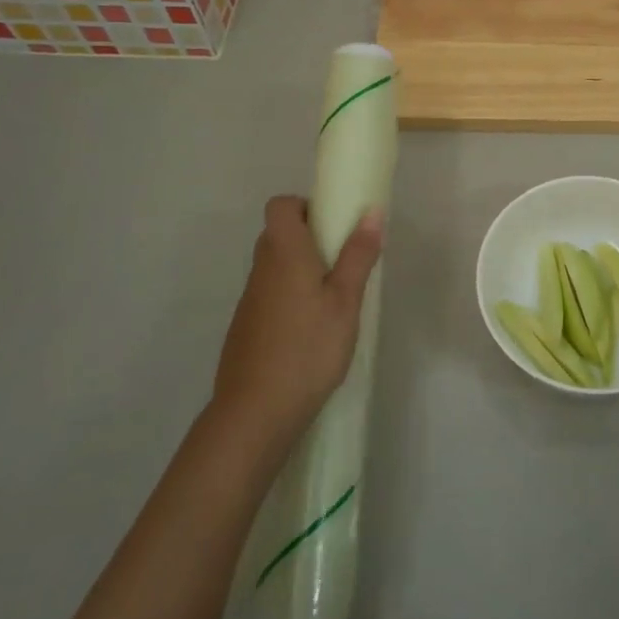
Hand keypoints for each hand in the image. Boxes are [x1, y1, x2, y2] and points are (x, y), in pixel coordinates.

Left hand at [213, 197, 382, 436]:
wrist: (255, 412)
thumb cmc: (308, 348)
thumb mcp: (345, 301)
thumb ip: (358, 255)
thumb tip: (372, 211)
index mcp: (284, 253)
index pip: (280, 206)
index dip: (305, 206)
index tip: (334, 225)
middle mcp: (261, 270)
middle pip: (278, 234)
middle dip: (310, 237)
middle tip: (343, 260)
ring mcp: (250, 301)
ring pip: (274, 266)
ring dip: (301, 269)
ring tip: (334, 298)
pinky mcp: (246, 328)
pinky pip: (270, 294)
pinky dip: (290, 297)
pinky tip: (312, 329)